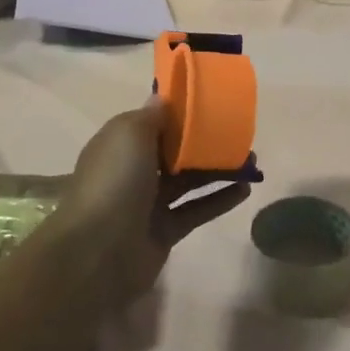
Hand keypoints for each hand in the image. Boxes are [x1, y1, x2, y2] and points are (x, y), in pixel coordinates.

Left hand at [47, 99, 250, 308]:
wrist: (98, 252)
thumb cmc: (115, 181)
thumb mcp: (130, 133)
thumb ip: (152, 116)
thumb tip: (162, 98)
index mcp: (121, 145)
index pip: (153, 124)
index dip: (180, 115)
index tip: (211, 105)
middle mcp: (134, 172)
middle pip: (175, 152)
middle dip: (204, 143)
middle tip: (238, 135)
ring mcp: (149, 203)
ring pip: (189, 181)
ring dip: (218, 170)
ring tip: (251, 161)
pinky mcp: (165, 231)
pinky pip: (197, 210)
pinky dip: (220, 199)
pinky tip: (245, 189)